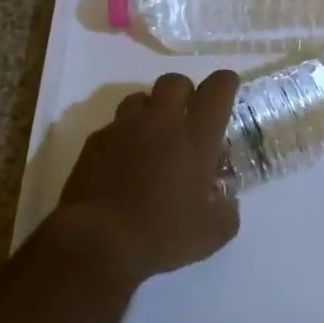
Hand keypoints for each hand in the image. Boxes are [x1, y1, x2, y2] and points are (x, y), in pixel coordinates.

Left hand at [52, 71, 241, 285]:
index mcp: (196, 136)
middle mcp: (161, 121)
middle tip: (187, 114)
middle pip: (174, 82)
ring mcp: (124, 127)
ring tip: (152, 135)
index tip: (228, 86)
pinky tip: (123, 160)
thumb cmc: (163, 234)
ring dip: (150, 110)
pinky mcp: (96, 140)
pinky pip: (114, 126)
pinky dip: (123, 136)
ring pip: (140, 98)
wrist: (99, 241)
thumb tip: (226, 202)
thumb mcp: (211, 233)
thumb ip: (226, 211)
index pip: (217, 89)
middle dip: (185, 91)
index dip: (225, 83)